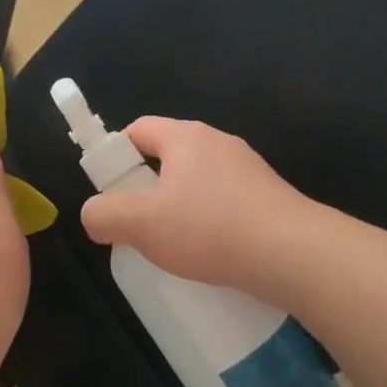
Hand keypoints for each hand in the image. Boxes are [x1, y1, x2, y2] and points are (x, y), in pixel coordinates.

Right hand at [79, 117, 317, 295]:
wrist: (293, 254)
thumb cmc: (209, 228)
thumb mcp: (141, 224)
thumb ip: (105, 215)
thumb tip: (94, 215)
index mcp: (187, 138)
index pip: (139, 129)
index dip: (115, 153)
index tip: (108, 190)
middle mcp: (220, 144)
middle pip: (169, 158)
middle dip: (146, 189)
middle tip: (135, 225)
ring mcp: (249, 172)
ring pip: (198, 185)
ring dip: (179, 210)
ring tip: (171, 248)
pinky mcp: (268, 200)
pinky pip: (224, 206)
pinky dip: (208, 225)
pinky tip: (207, 256)